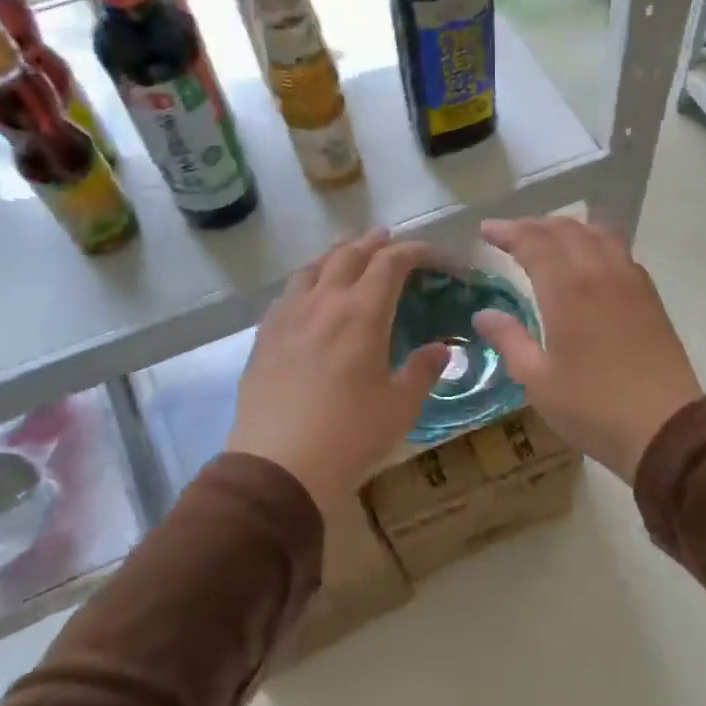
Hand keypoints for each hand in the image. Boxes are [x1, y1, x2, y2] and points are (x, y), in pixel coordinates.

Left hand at [228, 232, 449, 510]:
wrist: (278, 466)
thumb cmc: (349, 435)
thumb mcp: (400, 407)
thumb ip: (423, 371)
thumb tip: (441, 349)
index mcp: (362, 313)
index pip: (390, 264)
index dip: (414, 251)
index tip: (432, 254)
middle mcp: (323, 303)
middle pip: (349, 256)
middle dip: (373, 243)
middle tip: (388, 239)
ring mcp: (288, 317)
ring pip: (312, 268)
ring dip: (336, 254)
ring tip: (347, 253)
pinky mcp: (264, 337)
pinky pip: (287, 293)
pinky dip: (307, 280)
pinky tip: (308, 293)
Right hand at [473, 216, 700, 480]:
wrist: (665, 429)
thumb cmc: (593, 408)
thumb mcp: (538, 382)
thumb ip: (510, 341)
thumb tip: (484, 314)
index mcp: (569, 291)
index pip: (535, 243)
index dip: (509, 232)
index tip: (487, 231)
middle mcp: (601, 274)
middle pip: (567, 230)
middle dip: (534, 225)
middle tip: (511, 234)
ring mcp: (631, 283)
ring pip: (598, 235)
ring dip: (568, 229)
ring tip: (548, 239)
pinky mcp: (650, 298)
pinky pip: (620, 252)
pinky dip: (596, 243)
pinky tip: (589, 262)